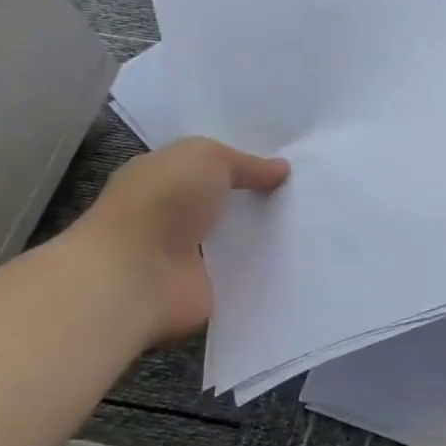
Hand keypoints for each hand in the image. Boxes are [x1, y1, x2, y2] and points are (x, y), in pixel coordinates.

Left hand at [72, 137, 288, 341]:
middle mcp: (169, 214)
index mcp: (159, 176)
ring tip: (309, 223)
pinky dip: (262, 267)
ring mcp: (184, 254)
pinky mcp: (202, 287)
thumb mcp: (208, 158)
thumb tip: (282, 169)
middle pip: (222, 202)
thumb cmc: (164, 202)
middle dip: (257, 197)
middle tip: (305, 192)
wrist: (135, 276)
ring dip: (262, 233)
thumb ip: (246, 163)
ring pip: (234, 237)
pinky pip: (241, 272)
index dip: (240, 162)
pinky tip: (295, 257)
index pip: (204, 165)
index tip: (285, 163)